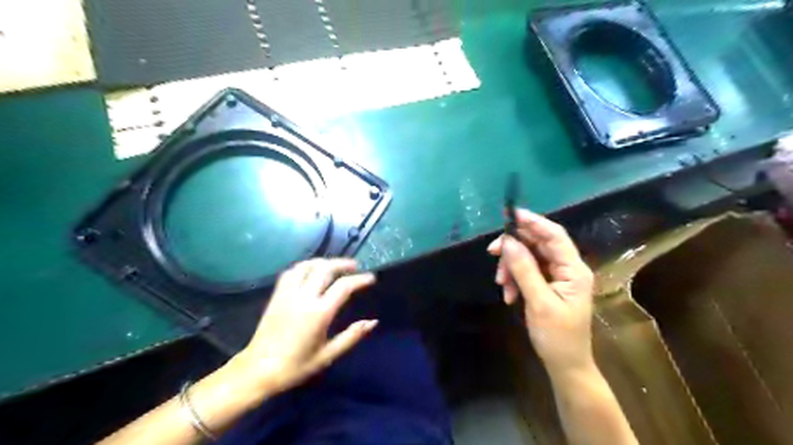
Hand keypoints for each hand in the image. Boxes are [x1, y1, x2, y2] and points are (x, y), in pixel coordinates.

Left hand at [231, 260, 375, 397]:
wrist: (258, 370)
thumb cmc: (296, 366)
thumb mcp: (328, 355)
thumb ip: (352, 336)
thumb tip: (373, 322)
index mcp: (319, 313)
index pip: (344, 286)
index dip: (360, 279)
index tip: (371, 278)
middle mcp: (304, 297)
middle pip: (326, 268)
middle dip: (343, 263)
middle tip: (355, 266)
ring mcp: (288, 293)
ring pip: (308, 265)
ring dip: (324, 261)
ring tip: (335, 266)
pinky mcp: (277, 295)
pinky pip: (291, 272)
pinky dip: (305, 266)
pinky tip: (311, 270)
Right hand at [491, 209, 594, 374]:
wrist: (565, 364)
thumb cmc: (557, 336)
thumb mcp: (539, 302)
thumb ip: (524, 269)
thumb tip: (507, 242)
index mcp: (574, 269)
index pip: (554, 235)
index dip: (533, 222)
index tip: (510, 214)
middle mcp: (567, 268)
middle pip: (538, 244)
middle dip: (514, 248)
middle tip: (492, 252)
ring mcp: (557, 276)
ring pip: (529, 257)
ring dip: (511, 267)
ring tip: (502, 285)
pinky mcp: (547, 285)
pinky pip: (527, 271)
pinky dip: (514, 279)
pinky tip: (509, 295)